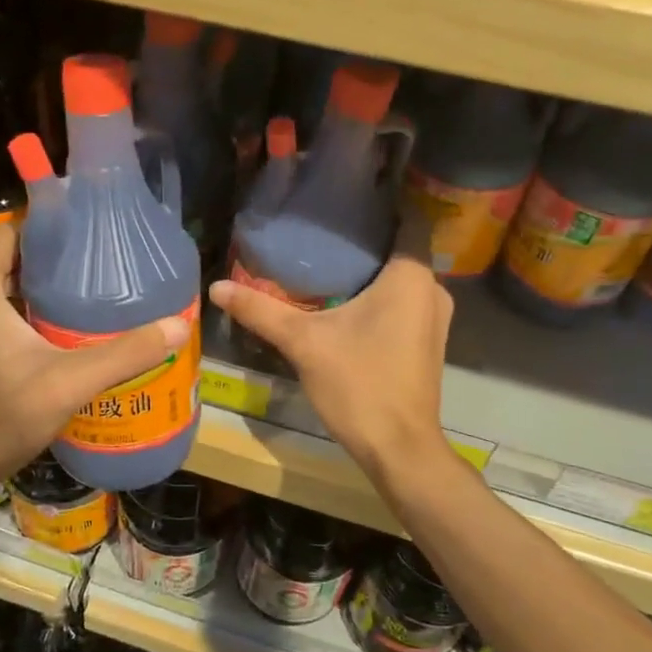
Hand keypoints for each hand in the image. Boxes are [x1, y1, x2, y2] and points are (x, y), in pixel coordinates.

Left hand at [0, 223, 191, 481]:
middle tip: (91, 269)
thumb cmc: (1, 417)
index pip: (10, 232)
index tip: (84, 237)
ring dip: (28, 288)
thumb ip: (124, 354)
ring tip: (76, 296)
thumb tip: (178, 326)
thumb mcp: (69, 383)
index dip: (47, 230)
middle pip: (4, 259)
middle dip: (45, 262)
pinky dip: (9, 309)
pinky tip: (45, 329)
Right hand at [209, 223, 453, 482]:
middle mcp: (432, 289)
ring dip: (367, 273)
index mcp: (411, 276)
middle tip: (316, 234)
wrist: (398, 448)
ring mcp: (434, 318)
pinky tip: (342, 303)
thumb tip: (216, 286)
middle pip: (396, 251)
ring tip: (323, 263)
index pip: (404, 219)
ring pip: (399, 280)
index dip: (375, 207)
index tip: (339, 203)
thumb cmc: (359, 383)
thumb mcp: (304, 342)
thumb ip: (261, 310)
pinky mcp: (427, 342)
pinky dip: (376, 298)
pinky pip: (402, 303)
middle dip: (359, 243)